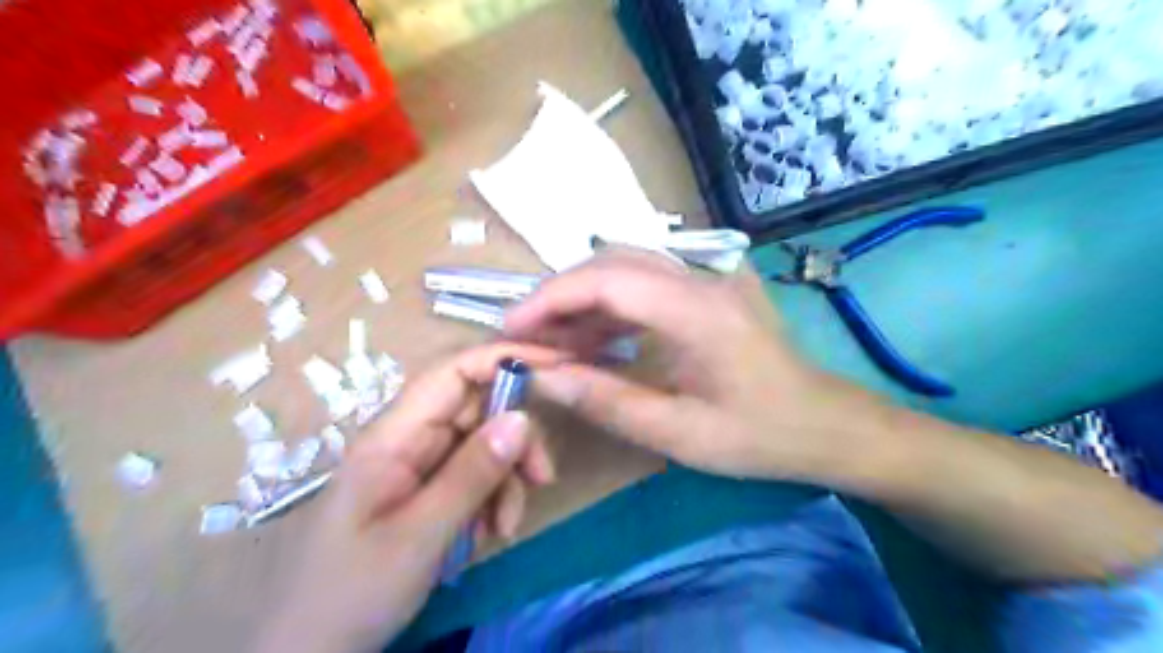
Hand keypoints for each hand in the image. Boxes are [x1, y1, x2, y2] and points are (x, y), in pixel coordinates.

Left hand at [254, 344, 563, 650]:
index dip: (504, 358)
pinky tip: (489, 536)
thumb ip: (473, 474)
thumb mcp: (419, 535)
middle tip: (542, 478)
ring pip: (483, 447)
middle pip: (478, 410)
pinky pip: (475, 479)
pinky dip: (493, 502)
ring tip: (505, 526)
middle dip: (516, 439)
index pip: (454, 372)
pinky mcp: (428, 492)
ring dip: (507, 480)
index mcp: (394, 435)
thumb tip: (522, 418)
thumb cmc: (350, 593)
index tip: (556, 366)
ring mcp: (419, 467)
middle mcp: (409, 440)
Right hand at [508, 249, 882, 483]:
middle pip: (612, 262)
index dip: (551, 297)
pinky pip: (646, 283)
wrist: (825, 424)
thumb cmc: (760, 435)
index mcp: (700, 311)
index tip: (512, 327)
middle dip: (560, 294)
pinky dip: (610, 307)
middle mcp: (703, 279)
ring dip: (583, 299)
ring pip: (626, 267)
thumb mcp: (680, 434)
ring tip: (552, 341)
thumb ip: (608, 402)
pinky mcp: (708, 289)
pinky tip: (593, 338)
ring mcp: (709, 278)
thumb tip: (543, 378)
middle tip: (525, 336)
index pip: (608, 279)